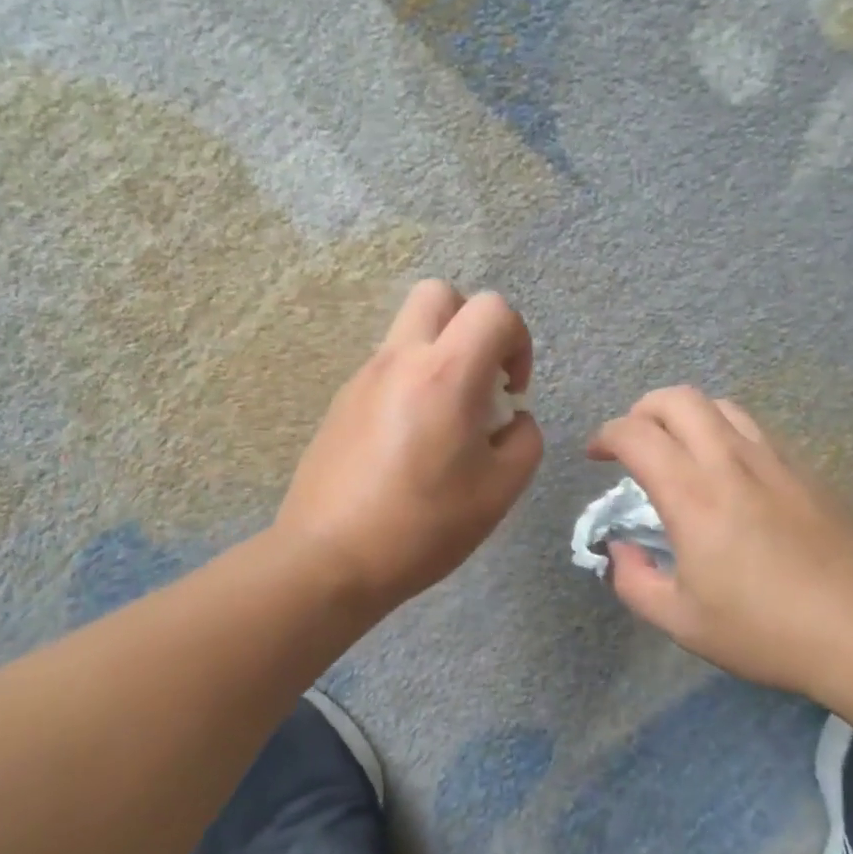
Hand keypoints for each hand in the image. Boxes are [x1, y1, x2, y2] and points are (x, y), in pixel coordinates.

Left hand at [275, 280, 542, 612]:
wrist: (328, 560)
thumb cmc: (423, 526)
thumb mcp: (500, 490)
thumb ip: (524, 440)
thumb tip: (512, 418)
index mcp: (446, 373)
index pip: (493, 309)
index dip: (518, 340)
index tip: (512, 391)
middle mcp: (401, 359)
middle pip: (440, 293)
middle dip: (473, 323)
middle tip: (480, 377)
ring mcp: (364, 376)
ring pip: (409, 328)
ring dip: (441, 351)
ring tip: (447, 416)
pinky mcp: (342, 400)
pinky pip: (387, 365)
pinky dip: (412, 379)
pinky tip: (411, 439)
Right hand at [588, 387, 852, 690]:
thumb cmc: (762, 629)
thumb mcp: (680, 621)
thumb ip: (634, 580)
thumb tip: (620, 547)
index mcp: (692, 495)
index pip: (636, 435)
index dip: (607, 436)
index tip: (597, 456)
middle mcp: (729, 462)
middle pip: (678, 398)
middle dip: (644, 410)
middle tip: (635, 443)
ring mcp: (773, 459)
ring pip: (720, 405)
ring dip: (687, 416)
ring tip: (680, 450)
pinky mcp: (804, 469)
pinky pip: (754, 430)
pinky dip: (725, 433)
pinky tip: (728, 472)